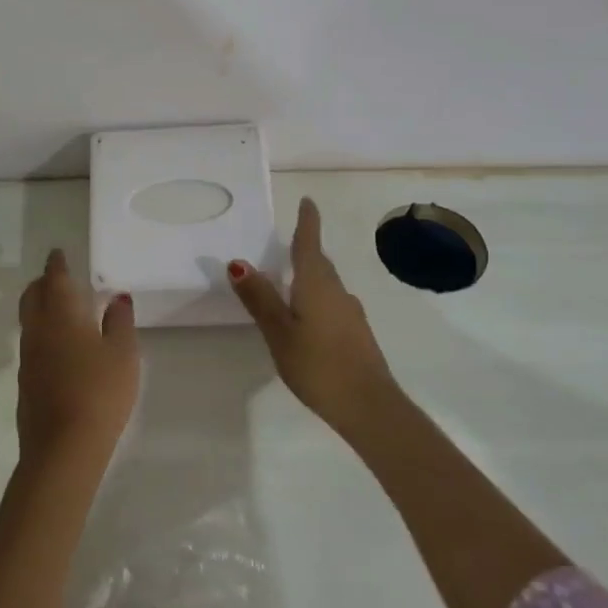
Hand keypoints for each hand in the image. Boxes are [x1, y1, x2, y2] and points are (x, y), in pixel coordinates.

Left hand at [16, 249, 139, 464]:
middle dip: (42, 282)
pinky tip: (59, 345)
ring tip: (60, 308)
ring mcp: (27, 357)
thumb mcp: (123, 354)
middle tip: (57, 277)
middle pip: (32, 295)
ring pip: (29, 319)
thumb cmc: (100, 392)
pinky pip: (31, 343)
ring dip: (40, 306)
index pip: (55, 278)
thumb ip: (120, 321)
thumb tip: (117, 297)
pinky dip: (42, 332)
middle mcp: (38, 329)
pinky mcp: (25, 381)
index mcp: (62, 314)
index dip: (57, 264)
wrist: (63, 447)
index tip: (59, 253)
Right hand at [229, 198, 398, 433]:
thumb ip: (259, 298)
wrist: (369, 406)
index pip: (310, 243)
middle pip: (320, 263)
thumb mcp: (279, 332)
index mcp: (316, 284)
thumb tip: (238, 261)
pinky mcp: (357, 334)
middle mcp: (337, 291)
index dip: (308, 222)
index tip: (308, 201)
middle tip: (290, 241)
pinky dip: (318, 299)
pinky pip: (333, 304)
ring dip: (311, 276)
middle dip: (306, 249)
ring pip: (327, 285)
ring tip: (291, 281)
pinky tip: (308, 318)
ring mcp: (351, 313)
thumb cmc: (318, 364)